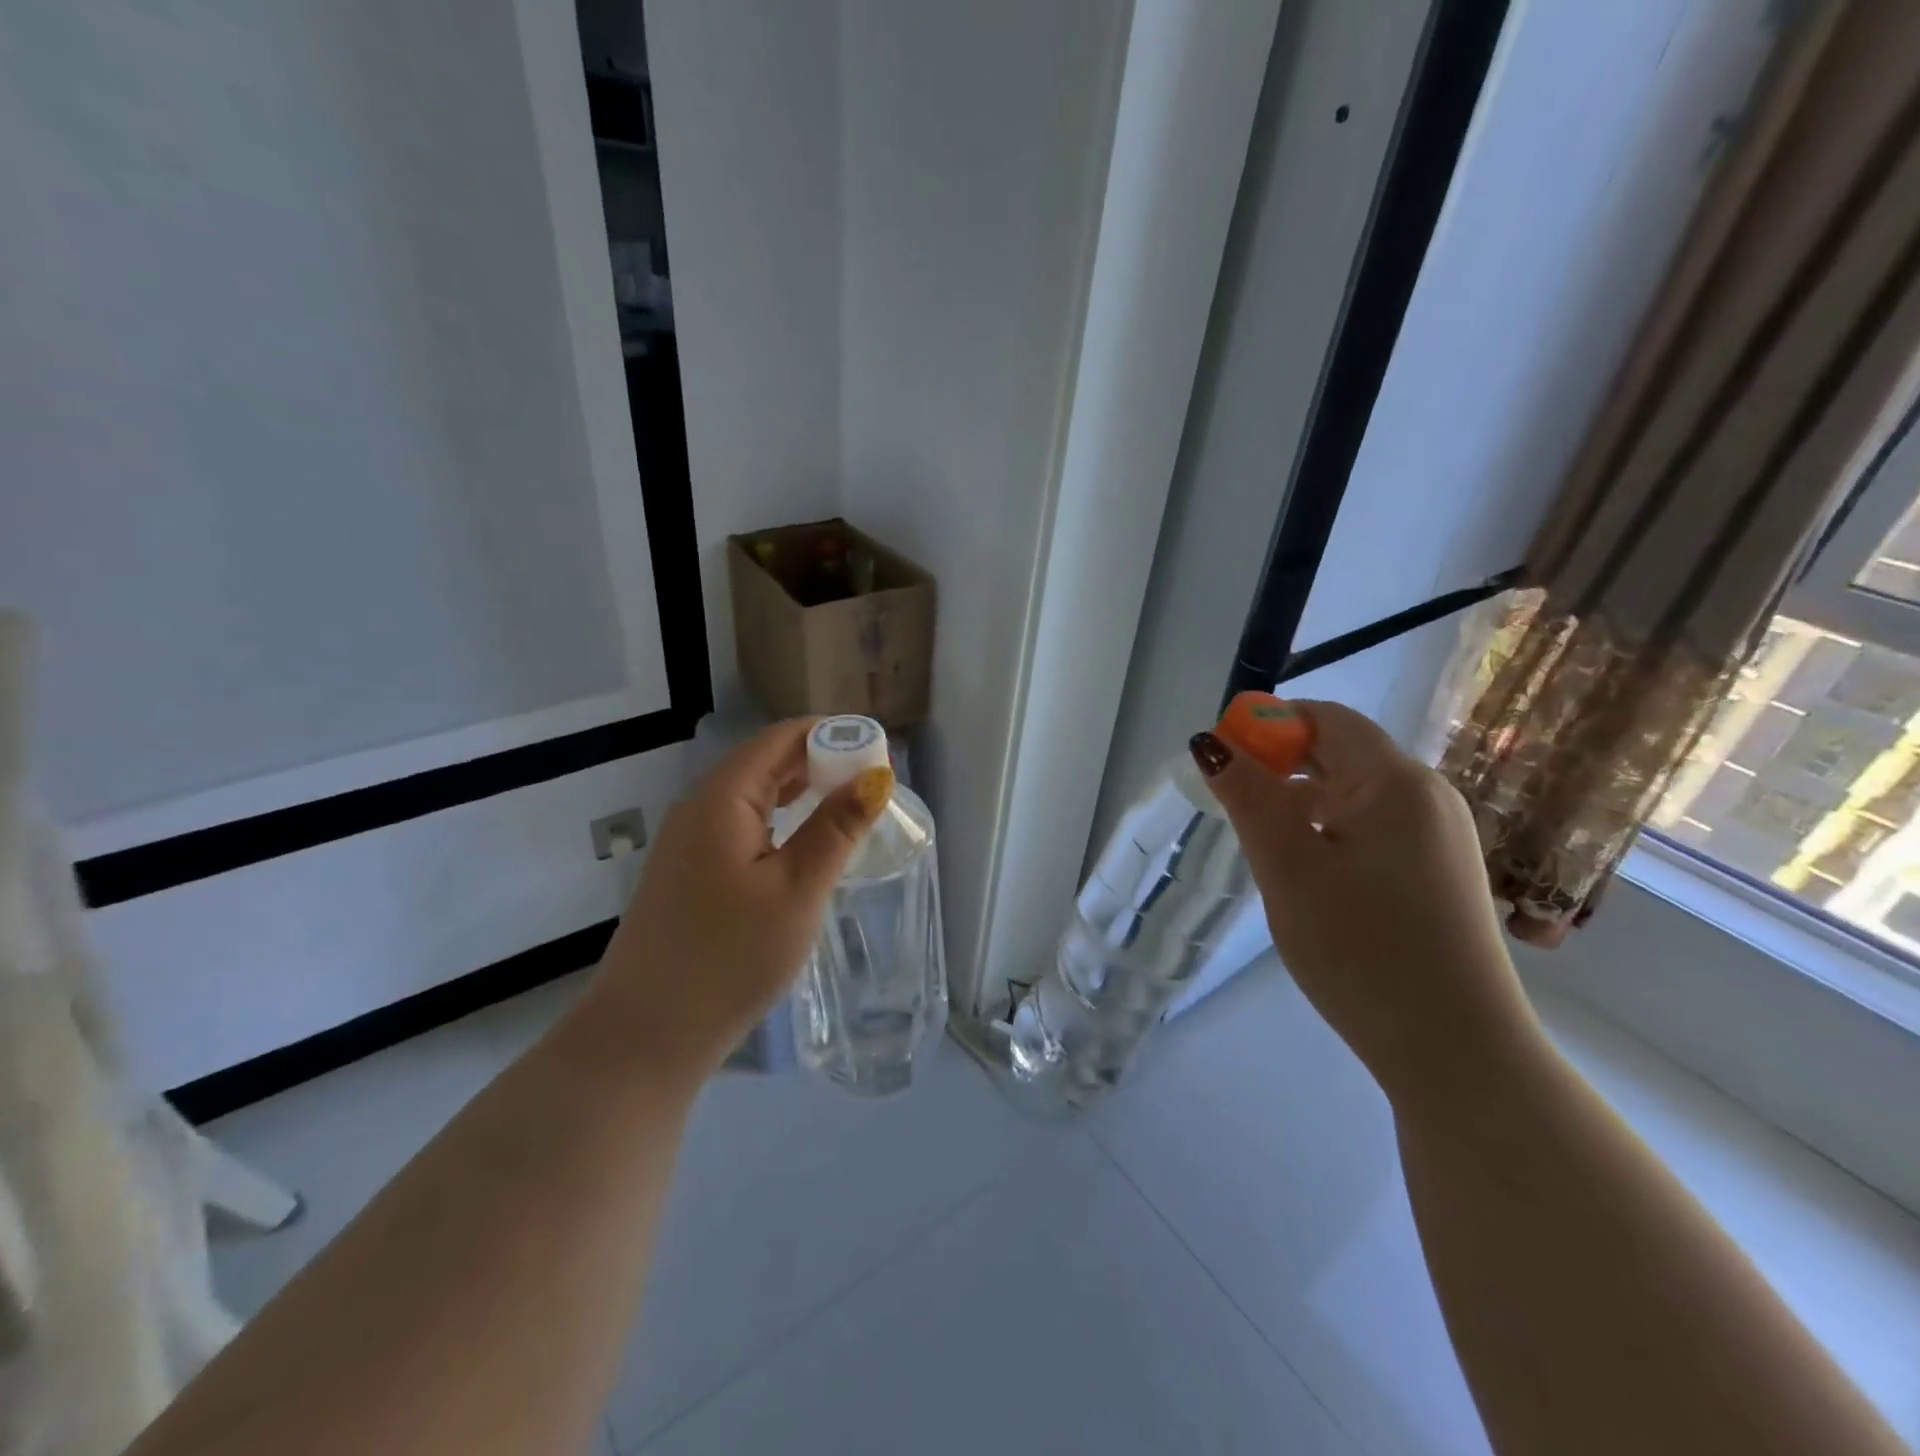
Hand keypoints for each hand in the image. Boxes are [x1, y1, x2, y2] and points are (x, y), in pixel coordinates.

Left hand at [586, 719, 892, 1087]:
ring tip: (849, 805)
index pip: (781, 738)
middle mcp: (699, 806)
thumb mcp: (797, 890)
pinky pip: (741, 824)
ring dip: (801, 790)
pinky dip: (780, 819)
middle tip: (873, 783)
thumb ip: (836, 828)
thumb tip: (876, 775)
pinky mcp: (688, 870)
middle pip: (765, 760)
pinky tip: (805, 841)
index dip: (832, 734)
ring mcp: (688, 840)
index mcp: (722, 798)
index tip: (878, 752)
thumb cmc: (730, 958)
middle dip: (820, 760)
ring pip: (753, 793)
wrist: (647, 1034)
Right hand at [1193, 701, 1543, 1105]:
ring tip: (1269, 850)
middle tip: (1238, 813)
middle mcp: (1427, 795)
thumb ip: (1248, 796)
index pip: (1325, 718)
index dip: (1268, 725)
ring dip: (1302, 803)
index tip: (1225, 765)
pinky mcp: (1441, 871)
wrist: (1457, 1051)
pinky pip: (1374, 827)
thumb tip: (1212, 742)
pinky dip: (1331, 831)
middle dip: (1281, 768)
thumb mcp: (1287, 868)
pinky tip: (1312, 875)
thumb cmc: (1361, 950)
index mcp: (1395, 781)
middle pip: (1342, 753)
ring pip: (1355, 793)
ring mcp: (1441, 835)